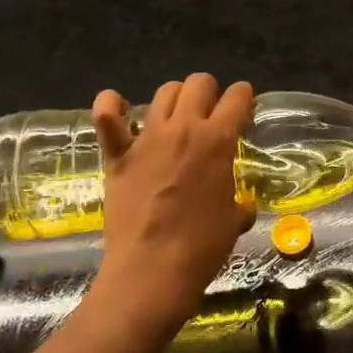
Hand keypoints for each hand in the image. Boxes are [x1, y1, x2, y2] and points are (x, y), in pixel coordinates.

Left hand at [92, 74, 253, 326]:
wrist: (152, 270)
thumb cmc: (202, 247)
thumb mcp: (234, 221)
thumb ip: (239, 204)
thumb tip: (242, 206)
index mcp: (218, 140)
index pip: (238, 97)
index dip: (244, 98)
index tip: (243, 110)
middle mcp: (184, 128)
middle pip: (199, 83)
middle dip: (210, 92)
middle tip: (211, 115)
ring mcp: (147, 138)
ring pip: (164, 92)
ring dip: (175, 98)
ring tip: (176, 117)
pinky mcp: (118, 155)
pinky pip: (107, 117)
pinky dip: (111, 107)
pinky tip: (117, 108)